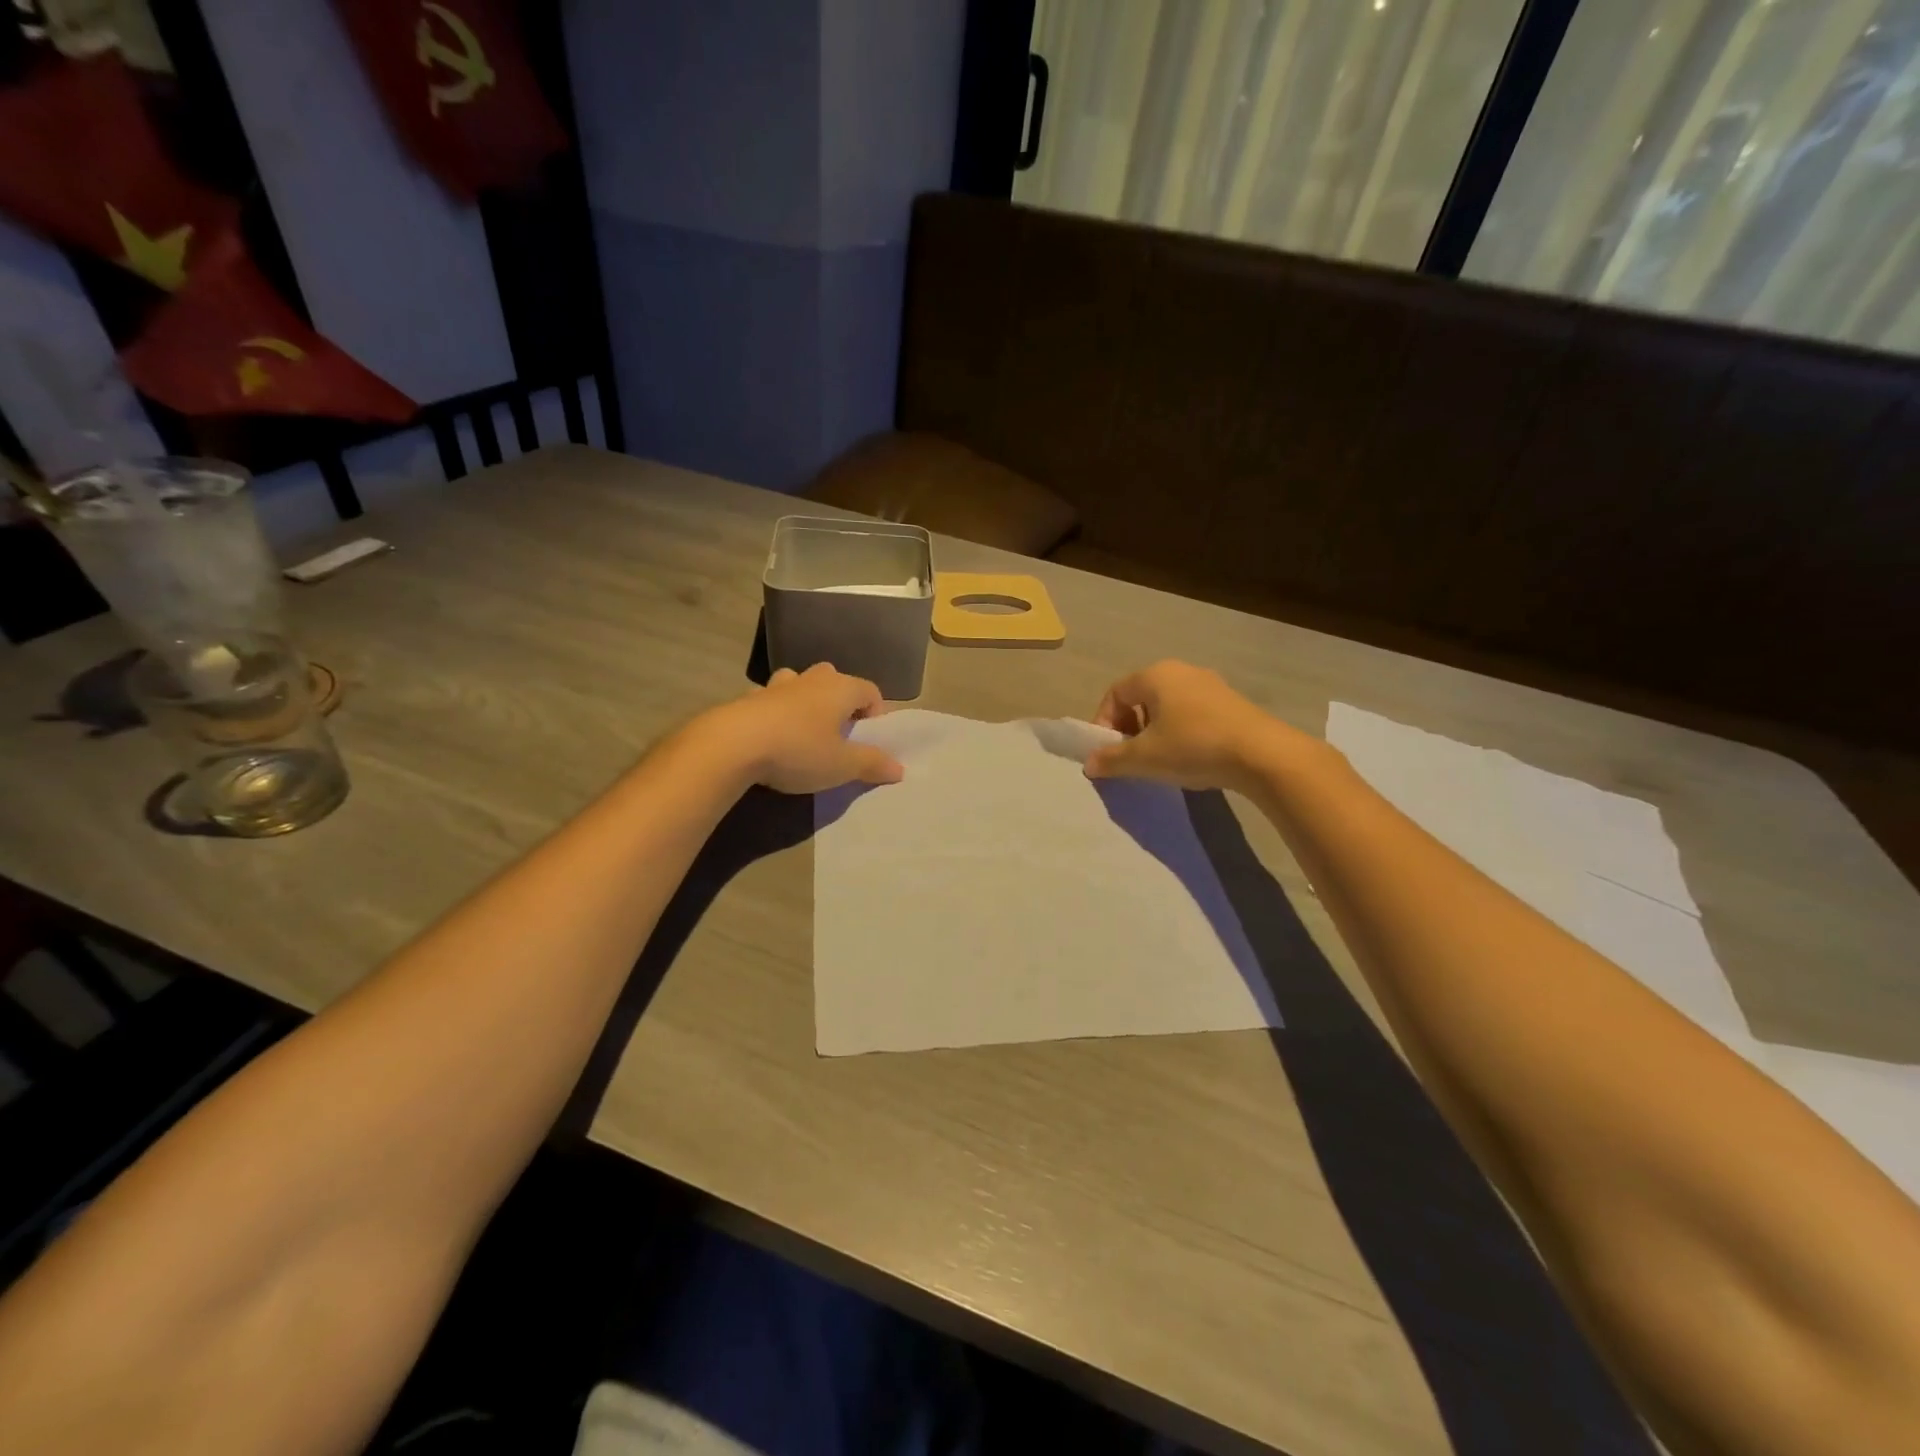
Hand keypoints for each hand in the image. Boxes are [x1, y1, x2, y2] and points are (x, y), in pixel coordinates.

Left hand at [700, 664, 904, 793]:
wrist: (732, 745)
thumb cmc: (799, 751)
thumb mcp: (842, 765)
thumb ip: (872, 764)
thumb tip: (899, 767)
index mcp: (840, 689)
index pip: (870, 690)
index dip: (875, 713)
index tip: (868, 740)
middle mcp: (811, 679)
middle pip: (835, 680)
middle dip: (840, 702)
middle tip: (838, 733)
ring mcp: (776, 686)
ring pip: (799, 684)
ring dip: (806, 702)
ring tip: (804, 732)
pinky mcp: (747, 699)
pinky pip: (771, 701)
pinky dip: (776, 713)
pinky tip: (772, 738)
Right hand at [1084, 660, 1303, 791]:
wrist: (1262, 754)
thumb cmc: (1193, 746)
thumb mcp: (1144, 758)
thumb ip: (1112, 759)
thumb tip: (1090, 764)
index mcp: (1156, 675)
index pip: (1115, 693)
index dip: (1104, 722)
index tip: (1108, 751)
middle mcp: (1182, 671)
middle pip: (1141, 697)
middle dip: (1129, 728)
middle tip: (1131, 756)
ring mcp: (1210, 684)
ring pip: (1168, 706)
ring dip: (1155, 731)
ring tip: (1159, 760)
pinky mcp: (1231, 702)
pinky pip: (1192, 712)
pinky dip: (1180, 731)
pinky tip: (1189, 757)